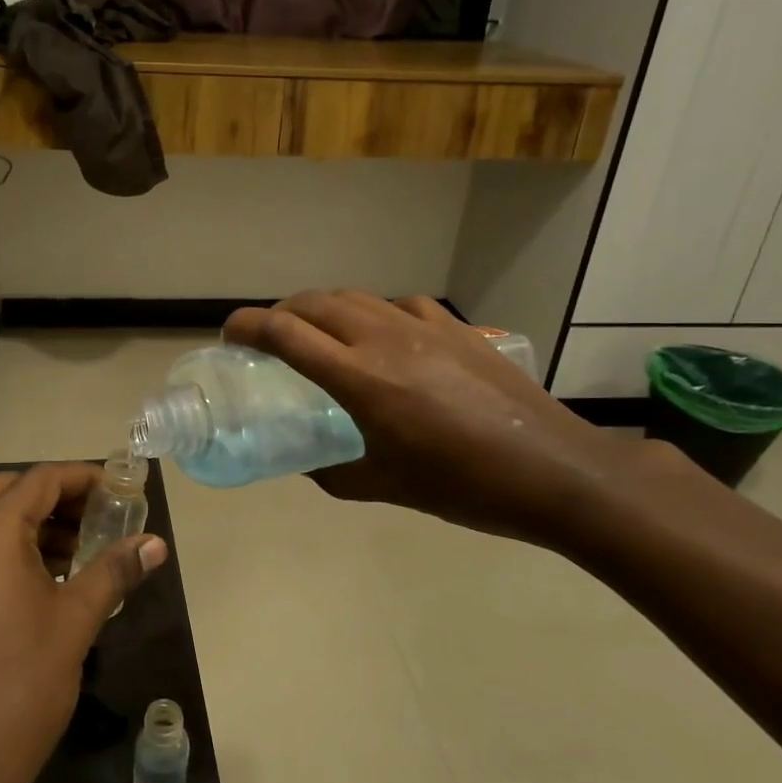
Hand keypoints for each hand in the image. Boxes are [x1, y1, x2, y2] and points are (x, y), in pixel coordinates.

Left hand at [0, 463, 168, 782]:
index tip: (120, 488)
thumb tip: (155, 545)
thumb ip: (115, 570)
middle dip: (57, 496)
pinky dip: (12, 548)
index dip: (83, 477)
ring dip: (35, 522)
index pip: (40, 480)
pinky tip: (48, 577)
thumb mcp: (76, 620)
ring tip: (81, 548)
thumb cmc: (23, 682)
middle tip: (100, 513)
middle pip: (9, 492)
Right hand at [224, 292, 643, 545]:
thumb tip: (304, 462)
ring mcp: (425, 327)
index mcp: (359, 379)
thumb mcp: (383, 485)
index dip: (248, 327)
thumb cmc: (461, 485)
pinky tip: (385, 336)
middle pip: (315, 303)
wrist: (552, 470)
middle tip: (269, 337)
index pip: (285, 334)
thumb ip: (332, 471)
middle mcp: (385, 340)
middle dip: (281, 312)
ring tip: (320, 333)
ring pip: (357, 297)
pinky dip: (376, 313)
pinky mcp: (457, 328)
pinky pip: (401, 305)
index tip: (230, 335)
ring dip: (324, 309)